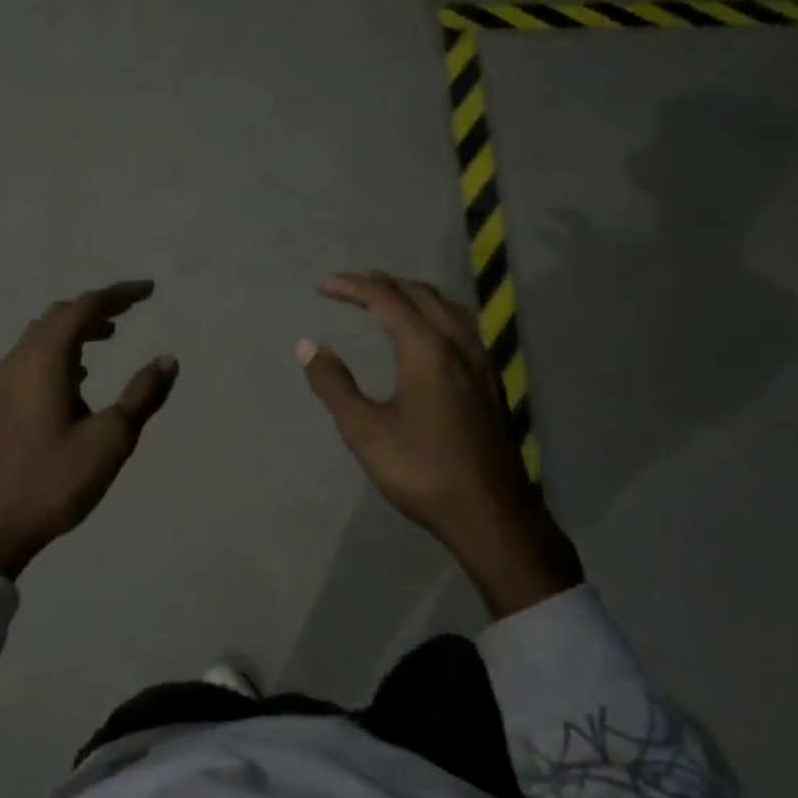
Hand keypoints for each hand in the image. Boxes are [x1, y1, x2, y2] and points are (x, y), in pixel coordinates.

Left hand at [0, 280, 177, 579]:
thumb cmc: (54, 481)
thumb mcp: (110, 440)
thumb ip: (141, 396)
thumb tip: (168, 360)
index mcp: (45, 362)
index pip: (83, 309)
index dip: (118, 295)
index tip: (149, 291)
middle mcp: (19, 361)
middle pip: (59, 316)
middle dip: (97, 307)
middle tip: (131, 309)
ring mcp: (4, 381)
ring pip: (42, 336)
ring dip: (76, 328)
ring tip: (110, 335)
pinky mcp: (0, 402)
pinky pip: (33, 356)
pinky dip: (60, 350)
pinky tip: (79, 376)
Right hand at [297, 270, 581, 616]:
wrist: (489, 514)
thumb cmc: (422, 472)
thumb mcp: (365, 432)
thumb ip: (335, 384)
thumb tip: (308, 345)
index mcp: (427, 351)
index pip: (387, 299)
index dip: (353, 287)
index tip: (322, 287)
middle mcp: (459, 345)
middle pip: (420, 294)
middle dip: (382, 283)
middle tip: (348, 286)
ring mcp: (481, 362)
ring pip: (447, 306)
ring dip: (412, 293)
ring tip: (386, 298)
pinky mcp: (490, 381)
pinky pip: (461, 325)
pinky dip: (435, 311)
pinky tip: (428, 332)